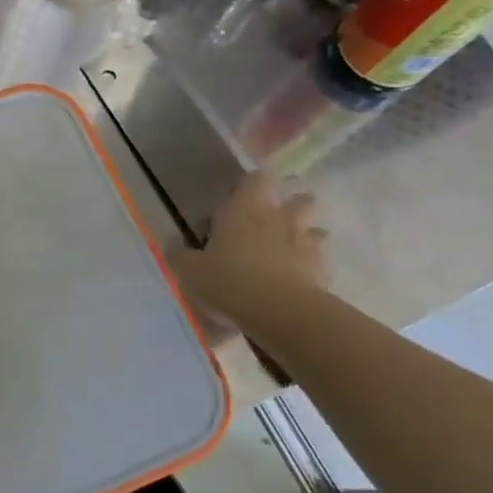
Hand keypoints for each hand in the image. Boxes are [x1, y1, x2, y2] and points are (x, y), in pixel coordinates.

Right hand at [172, 173, 327, 334]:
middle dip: (291, 205)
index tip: (244, 194)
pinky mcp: (322, 268)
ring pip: (315, 228)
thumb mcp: (190, 272)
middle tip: (274, 221)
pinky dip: (310, 266)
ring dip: (305, 235)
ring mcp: (305, 242)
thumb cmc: (229, 282)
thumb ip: (180, 255)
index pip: (256, 179)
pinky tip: (298, 280)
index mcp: (244, 209)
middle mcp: (279, 217)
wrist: (281, 313)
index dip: (253, 183)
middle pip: (298, 199)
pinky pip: (318, 260)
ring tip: (289, 251)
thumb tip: (170, 243)